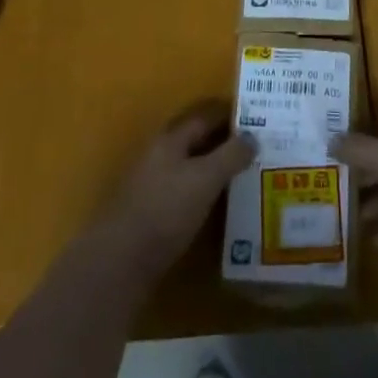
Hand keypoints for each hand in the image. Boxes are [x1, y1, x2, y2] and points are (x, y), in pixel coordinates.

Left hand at [98, 102, 252, 281]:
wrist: (118, 264)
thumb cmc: (165, 211)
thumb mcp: (205, 179)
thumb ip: (230, 155)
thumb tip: (253, 137)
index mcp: (171, 138)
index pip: (206, 115)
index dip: (231, 113)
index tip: (259, 118)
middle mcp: (160, 154)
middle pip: (197, 139)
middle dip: (225, 141)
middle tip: (257, 147)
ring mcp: (152, 184)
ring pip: (191, 166)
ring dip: (215, 167)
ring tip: (244, 175)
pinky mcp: (151, 214)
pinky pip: (185, 191)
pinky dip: (204, 191)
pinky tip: (219, 205)